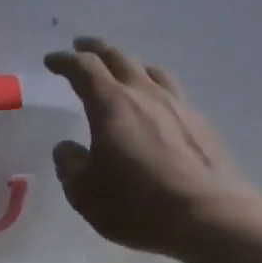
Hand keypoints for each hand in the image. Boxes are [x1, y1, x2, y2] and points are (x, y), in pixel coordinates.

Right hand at [44, 36, 257, 256]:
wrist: (209, 215)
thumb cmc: (138, 204)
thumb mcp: (86, 194)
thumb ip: (71, 166)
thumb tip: (67, 149)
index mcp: (111, 105)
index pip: (83, 69)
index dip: (65, 61)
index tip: (52, 60)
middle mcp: (144, 94)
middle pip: (118, 57)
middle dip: (95, 49)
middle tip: (81, 46)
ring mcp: (177, 105)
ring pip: (150, 70)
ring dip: (130, 64)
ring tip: (122, 71)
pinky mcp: (200, 122)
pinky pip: (172, 91)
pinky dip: (155, 87)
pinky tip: (156, 104)